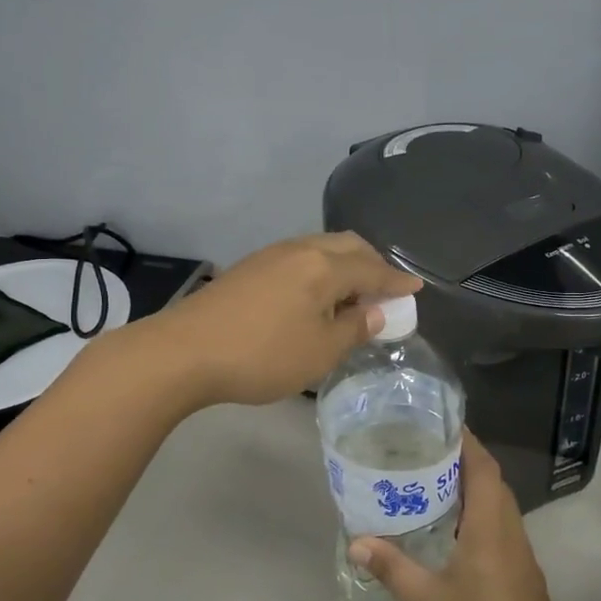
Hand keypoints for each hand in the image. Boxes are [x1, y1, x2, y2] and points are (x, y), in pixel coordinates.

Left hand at [144, 233, 419, 408]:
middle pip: (346, 246)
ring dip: (342, 265)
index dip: (396, 280)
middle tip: (385, 288)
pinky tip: (313, 295)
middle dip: (371, 262)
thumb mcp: (319, 351)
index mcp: (323, 266)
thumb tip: (374, 311)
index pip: (372, 268)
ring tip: (350, 293)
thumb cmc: (262, 355)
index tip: (416, 287)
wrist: (184, 351)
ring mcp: (269, 256)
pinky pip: (297, 259)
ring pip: (319, 249)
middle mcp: (299, 250)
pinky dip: (318, 271)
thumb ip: (353, 329)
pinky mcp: (248, 269)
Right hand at [348, 432, 569, 600]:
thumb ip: (392, 567)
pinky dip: (481, 521)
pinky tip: (454, 537)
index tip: (441, 425)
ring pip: (501, 511)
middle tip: (426, 455)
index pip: (485, 470)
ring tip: (434, 488)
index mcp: (491, 532)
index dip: (468, 443)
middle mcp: (513, 538)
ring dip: (474, 493)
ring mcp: (524, 562)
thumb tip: (357, 541)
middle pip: (495, 485)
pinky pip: (504, 534)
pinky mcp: (526, 583)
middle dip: (466, 464)